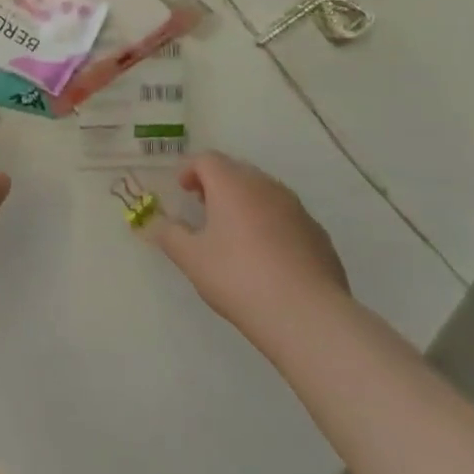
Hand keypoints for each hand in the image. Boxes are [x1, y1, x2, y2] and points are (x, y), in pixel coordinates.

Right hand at [146, 152, 349, 329]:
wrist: (306, 314)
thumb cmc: (238, 278)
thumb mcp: (191, 259)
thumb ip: (169, 235)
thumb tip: (156, 223)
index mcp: (232, 184)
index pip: (207, 159)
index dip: (190, 169)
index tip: (182, 190)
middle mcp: (265, 186)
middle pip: (236, 171)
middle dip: (217, 183)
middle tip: (204, 207)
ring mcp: (296, 208)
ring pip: (264, 192)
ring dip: (245, 202)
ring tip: (234, 232)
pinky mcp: (317, 233)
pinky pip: (286, 217)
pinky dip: (270, 223)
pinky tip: (267, 256)